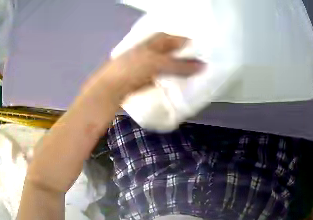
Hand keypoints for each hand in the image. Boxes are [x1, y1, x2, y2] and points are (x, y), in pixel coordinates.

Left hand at [87, 33, 203, 101]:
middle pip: (167, 51)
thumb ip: (180, 65)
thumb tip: (202, 66)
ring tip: (189, 73)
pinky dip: (166, 79)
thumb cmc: (133, 69)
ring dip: (175, 68)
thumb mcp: (158, 64)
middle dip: (181, 55)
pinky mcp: (140, 79)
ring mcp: (142, 66)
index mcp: (150, 43)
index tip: (198, 49)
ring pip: (163, 64)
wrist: (110, 89)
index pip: (170, 38)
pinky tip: (174, 83)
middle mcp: (146, 52)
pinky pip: (158, 77)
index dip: (183, 41)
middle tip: (196, 62)